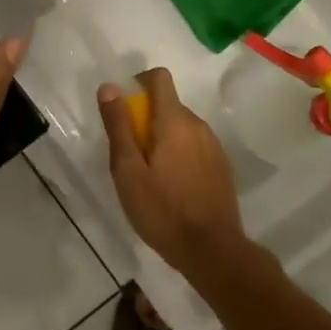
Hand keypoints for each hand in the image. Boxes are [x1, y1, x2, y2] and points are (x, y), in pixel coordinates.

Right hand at [99, 68, 250, 282]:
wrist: (213, 252)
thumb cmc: (162, 210)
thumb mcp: (128, 170)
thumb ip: (118, 126)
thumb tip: (109, 87)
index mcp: (175, 121)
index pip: (159, 77)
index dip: (138, 83)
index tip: (123, 109)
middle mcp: (198, 125)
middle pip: (168, 104)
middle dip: (145, 119)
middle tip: (129, 155)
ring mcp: (214, 146)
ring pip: (181, 127)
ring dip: (162, 138)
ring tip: (149, 175)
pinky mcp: (221, 167)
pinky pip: (194, 146)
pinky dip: (179, 154)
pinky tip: (171, 187)